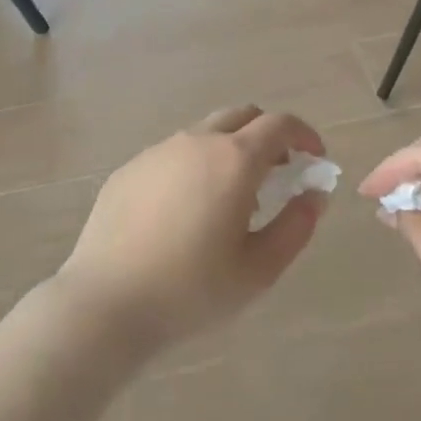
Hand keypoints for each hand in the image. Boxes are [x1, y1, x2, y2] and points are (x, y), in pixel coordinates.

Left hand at [58, 105, 328, 352]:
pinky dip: (195, 166)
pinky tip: (186, 211)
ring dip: (230, 151)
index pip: (280, 124)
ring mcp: (157, 152)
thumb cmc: (191, 290)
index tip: (314, 158)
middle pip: (242, 116)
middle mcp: (196, 142)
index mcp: (234, 160)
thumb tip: (313, 196)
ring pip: (205, 133)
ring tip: (230, 198)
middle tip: (277, 172)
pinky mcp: (129, 170)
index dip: (304, 135)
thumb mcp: (259, 270)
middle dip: (268, 135)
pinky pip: (173, 155)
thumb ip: (295, 227)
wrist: (106, 304)